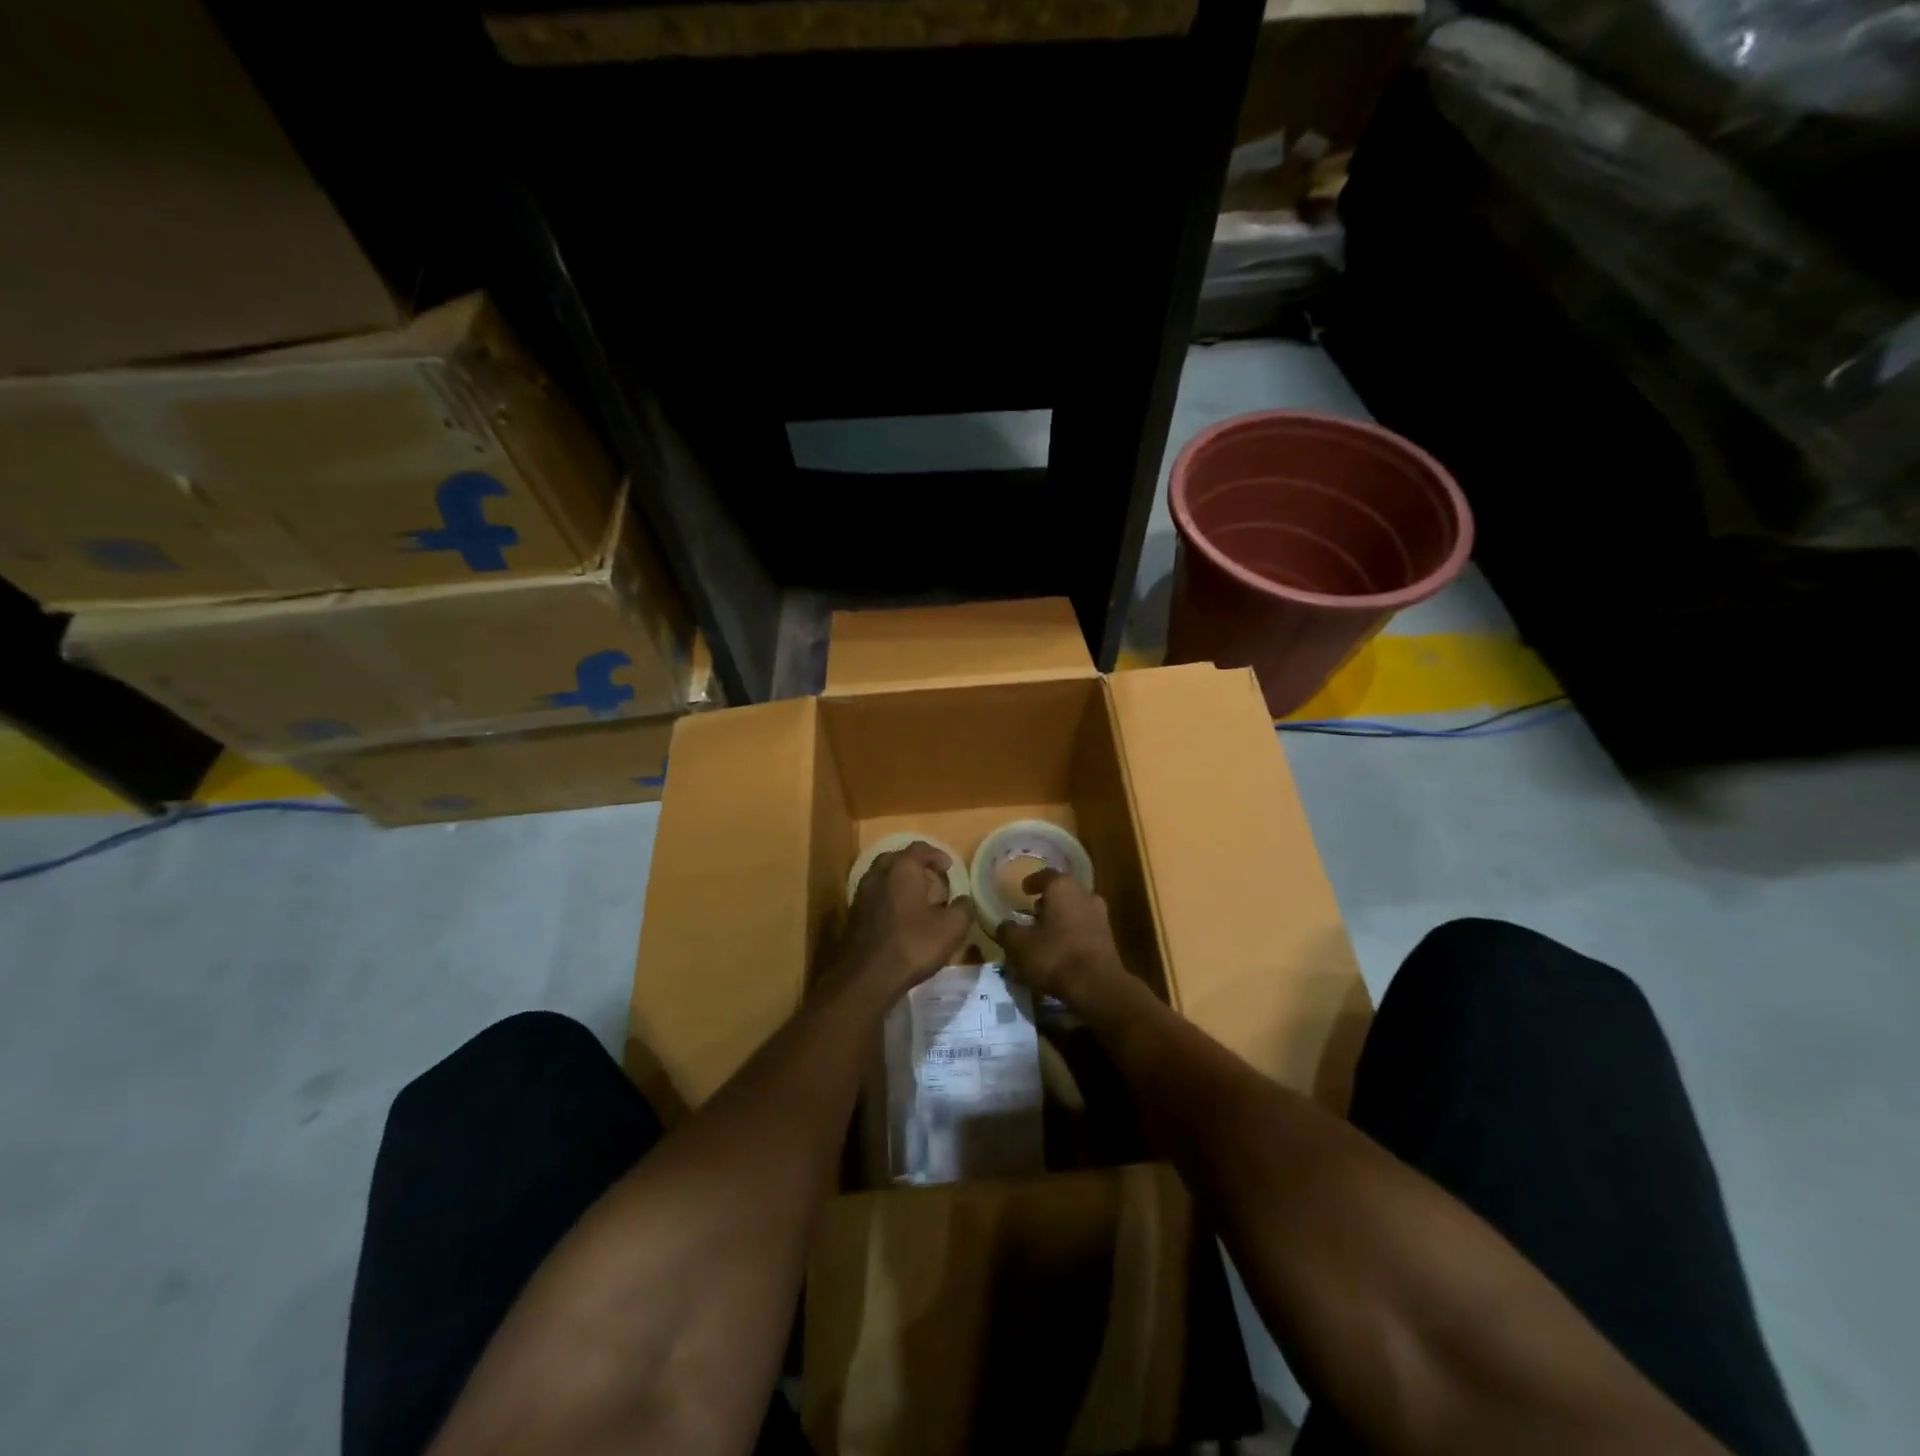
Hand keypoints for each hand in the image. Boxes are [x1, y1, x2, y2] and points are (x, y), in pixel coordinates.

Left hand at [829, 842, 973, 998]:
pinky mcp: (853, 915)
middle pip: (896, 859)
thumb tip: (965, 900)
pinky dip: (888, 898)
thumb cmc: (913, 945)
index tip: (949, 867)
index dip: (936, 855)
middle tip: (931, 877)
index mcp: (902, 869)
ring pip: (882, 877)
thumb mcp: (951, 928)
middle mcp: (878, 874)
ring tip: (916, 897)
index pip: (919, 849)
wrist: (866, 977)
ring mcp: (862, 894)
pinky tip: (899, 917)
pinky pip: (874, 896)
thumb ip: (963, 909)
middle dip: (914, 864)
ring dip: (899, 881)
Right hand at [997, 870, 1127, 1006]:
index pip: (1045, 875)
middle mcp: (1085, 895)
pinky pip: (1084, 929)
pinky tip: (1060, 951)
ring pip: (1075, 911)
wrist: (1098, 986)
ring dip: (1060, 919)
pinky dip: (1071, 935)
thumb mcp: (1020, 945)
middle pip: (1063, 893)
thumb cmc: (1055, 956)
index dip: (1032, 882)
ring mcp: (1100, 917)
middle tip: (1032, 913)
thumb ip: (1009, 932)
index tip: (1023, 889)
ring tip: (1044, 934)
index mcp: (1063, 888)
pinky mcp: (1108, 939)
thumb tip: (1005, 925)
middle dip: (1047, 902)